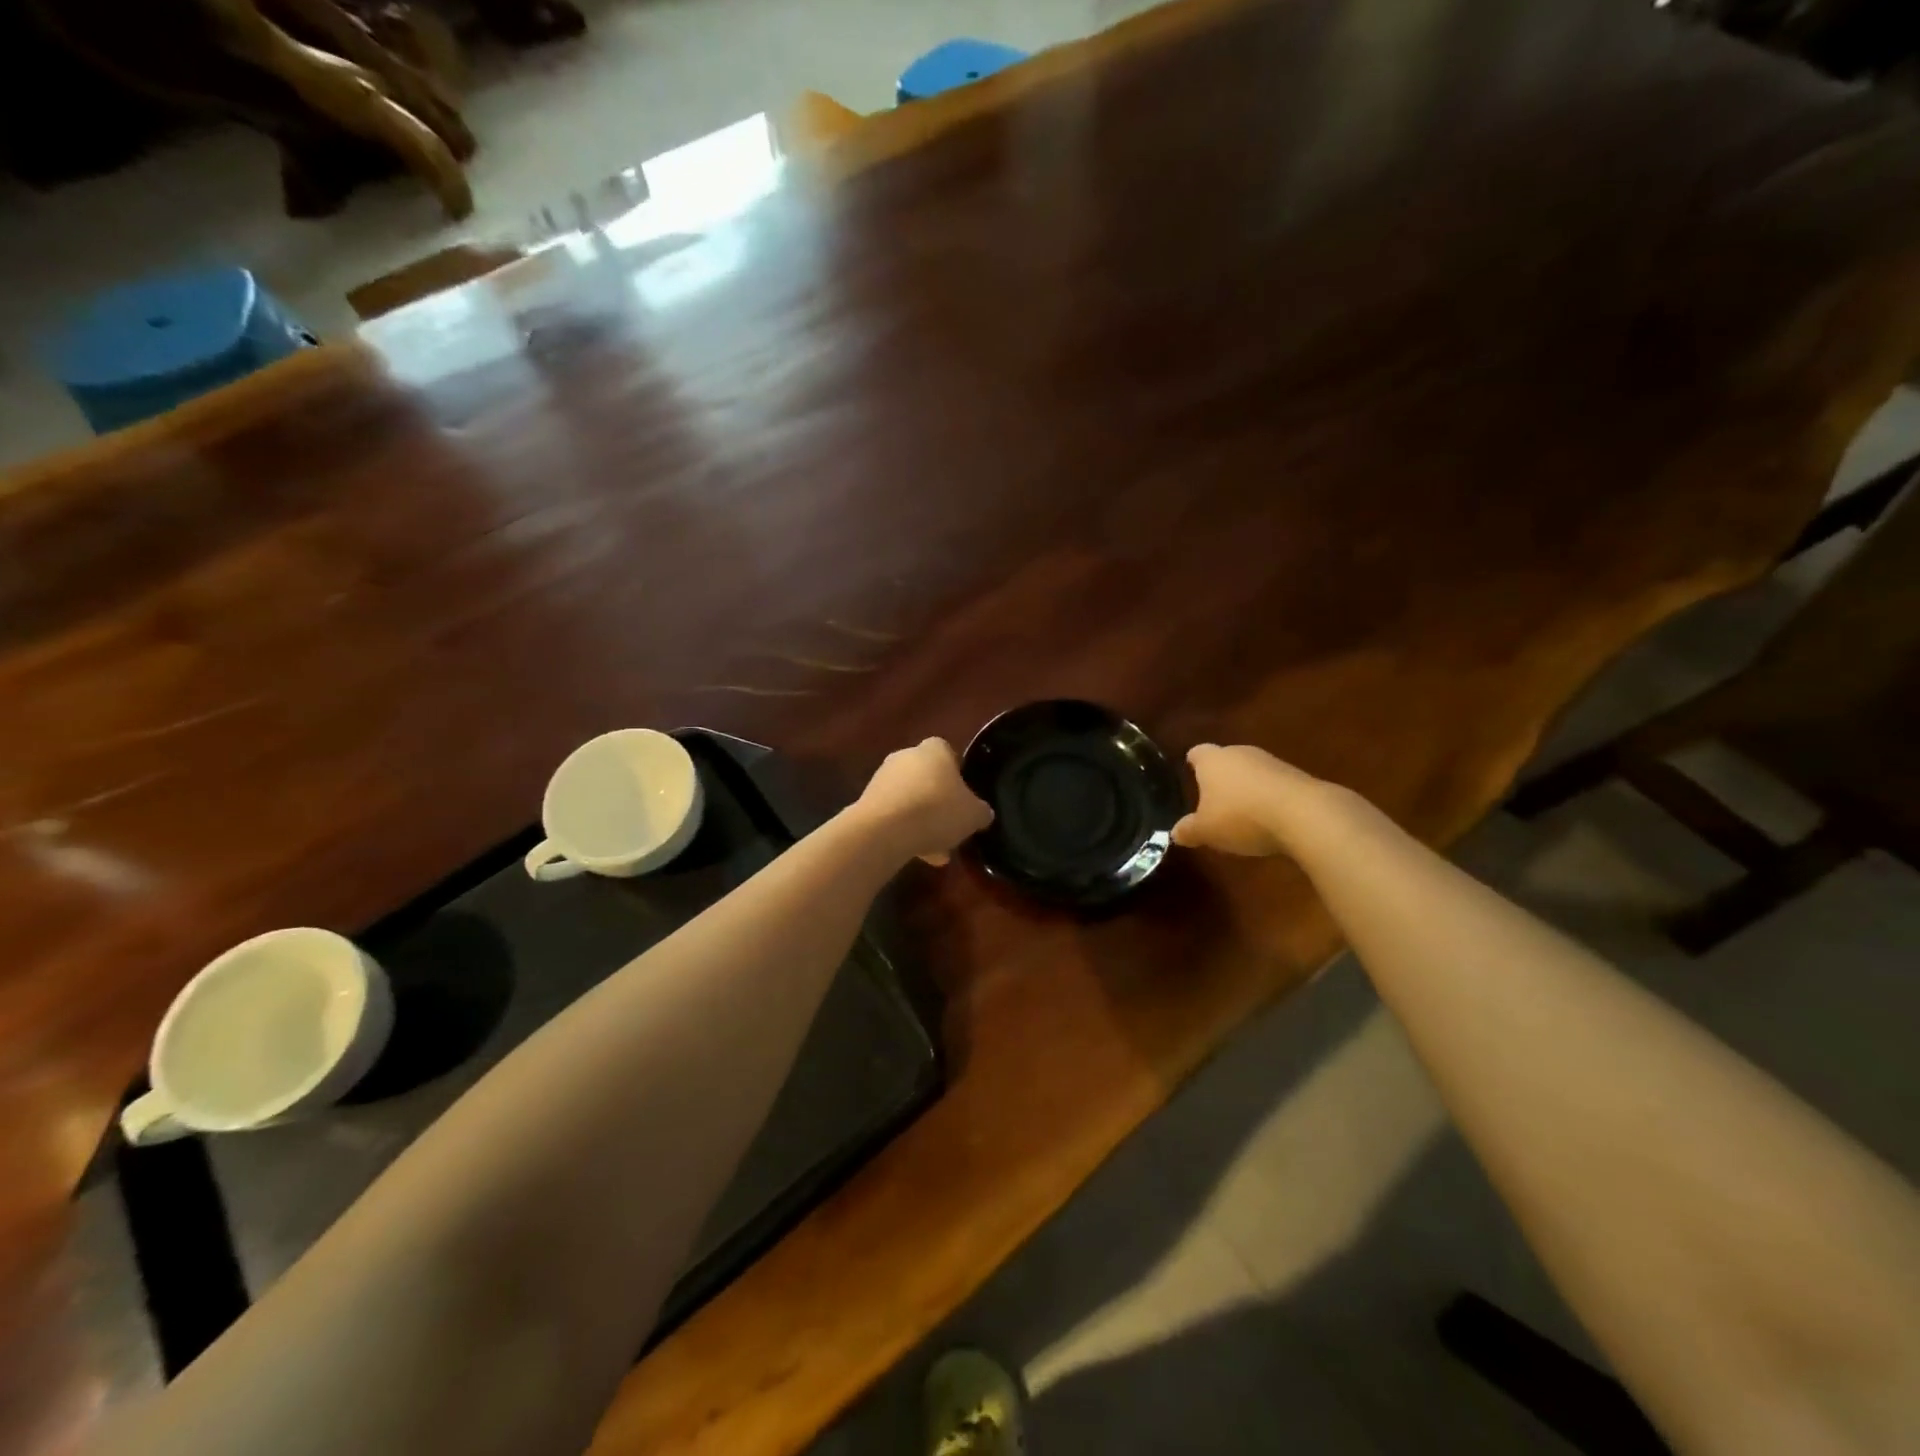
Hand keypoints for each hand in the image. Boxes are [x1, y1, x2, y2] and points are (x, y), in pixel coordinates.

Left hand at [855, 738, 993, 864]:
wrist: (885, 829)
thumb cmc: (937, 810)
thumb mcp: (973, 815)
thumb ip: (981, 812)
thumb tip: (983, 813)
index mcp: (934, 749)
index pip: (949, 753)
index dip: (958, 775)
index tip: (964, 798)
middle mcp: (906, 756)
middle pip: (928, 778)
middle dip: (939, 803)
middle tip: (952, 829)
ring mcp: (883, 777)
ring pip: (911, 799)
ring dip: (922, 821)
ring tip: (936, 853)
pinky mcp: (867, 800)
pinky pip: (894, 815)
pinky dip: (905, 830)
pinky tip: (916, 854)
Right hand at [1173, 743, 1320, 857]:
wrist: (1304, 814)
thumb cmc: (1241, 817)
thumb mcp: (1206, 831)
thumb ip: (1188, 830)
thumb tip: (1175, 832)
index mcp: (1212, 760)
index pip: (1197, 753)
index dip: (1193, 763)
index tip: (1190, 774)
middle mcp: (1240, 752)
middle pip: (1225, 760)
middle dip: (1220, 777)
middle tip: (1214, 800)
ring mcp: (1271, 762)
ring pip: (1251, 771)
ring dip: (1247, 788)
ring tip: (1242, 813)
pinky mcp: (1297, 776)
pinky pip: (1274, 784)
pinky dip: (1269, 797)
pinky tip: (1269, 819)